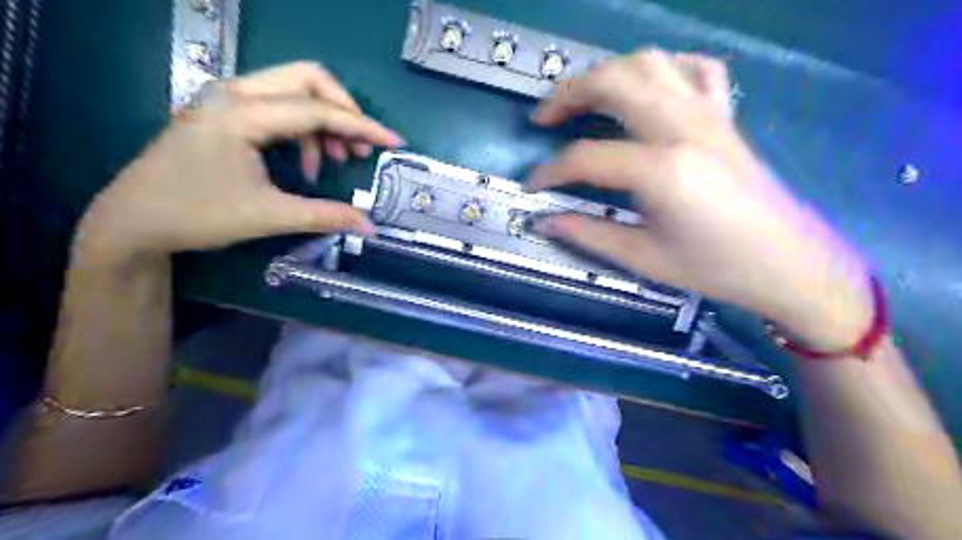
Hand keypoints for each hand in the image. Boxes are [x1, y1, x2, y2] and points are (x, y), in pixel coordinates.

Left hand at [75, 61, 402, 263]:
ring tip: (335, 161)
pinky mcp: (227, 114)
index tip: (393, 142)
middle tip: (359, 148)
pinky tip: (306, 164)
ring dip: (324, 123)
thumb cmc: (196, 215)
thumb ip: (326, 216)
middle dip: (343, 111)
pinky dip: (303, 132)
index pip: (316, 109)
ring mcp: (228, 101)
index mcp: (241, 114)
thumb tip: (371, 226)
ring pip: (294, 91)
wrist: (133, 222)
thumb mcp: (269, 216)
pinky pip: (279, 108)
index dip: (361, 126)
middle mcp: (235, 94)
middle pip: (307, 79)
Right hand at [529, 48, 877, 348]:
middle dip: (568, 95)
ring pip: (649, 64)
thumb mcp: (644, 258)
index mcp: (663, 170)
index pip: (586, 157)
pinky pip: (696, 70)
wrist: (791, 266)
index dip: (550, 171)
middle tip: (544, 118)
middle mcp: (684, 129)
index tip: (533, 186)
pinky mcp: (725, 117)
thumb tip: (545, 222)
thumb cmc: (717, 269)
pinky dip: (664, 68)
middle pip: (614, 83)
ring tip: (584, 97)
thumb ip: (588, 234)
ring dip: (608, 73)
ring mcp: (709, 116)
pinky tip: (648, 87)